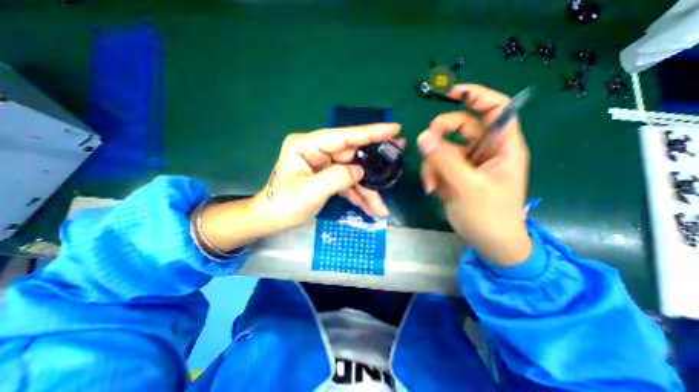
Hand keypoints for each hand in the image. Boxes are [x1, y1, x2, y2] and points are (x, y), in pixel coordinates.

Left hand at [255, 123, 400, 230]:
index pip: (343, 136)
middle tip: (397, 162)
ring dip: (366, 192)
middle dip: (373, 168)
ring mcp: (323, 165)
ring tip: (381, 208)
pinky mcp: (326, 178)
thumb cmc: (283, 204)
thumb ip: (337, 178)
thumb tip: (360, 171)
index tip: (394, 129)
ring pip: (352, 174)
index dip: (370, 133)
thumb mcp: (310, 191)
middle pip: (352, 157)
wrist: (271, 219)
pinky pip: (346, 184)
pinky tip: (369, 208)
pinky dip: (357, 196)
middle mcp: (317, 151)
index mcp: (307, 146)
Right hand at [417, 82, 532, 264]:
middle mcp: (485, 150)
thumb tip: (423, 136)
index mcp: (503, 147)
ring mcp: (468, 162)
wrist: (488, 242)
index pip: (495, 109)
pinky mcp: (455, 173)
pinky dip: (432, 174)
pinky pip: (438, 163)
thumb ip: (445, 160)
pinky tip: (434, 190)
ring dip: (432, 164)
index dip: (476, 95)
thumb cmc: (488, 216)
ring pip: (443, 148)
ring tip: (433, 185)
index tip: (450, 93)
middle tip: (426, 147)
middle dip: (440, 136)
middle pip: (460, 127)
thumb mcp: (467, 187)